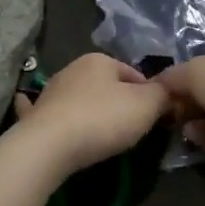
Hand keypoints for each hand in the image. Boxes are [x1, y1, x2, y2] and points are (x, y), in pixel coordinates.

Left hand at [14, 53, 170, 173]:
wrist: (50, 145)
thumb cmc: (103, 119)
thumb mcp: (147, 105)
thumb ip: (162, 95)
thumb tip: (168, 93)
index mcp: (100, 60)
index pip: (134, 74)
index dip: (149, 95)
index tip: (156, 118)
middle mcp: (73, 69)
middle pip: (106, 86)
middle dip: (120, 103)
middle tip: (133, 131)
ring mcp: (51, 92)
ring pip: (80, 99)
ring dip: (91, 111)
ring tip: (104, 137)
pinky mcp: (36, 115)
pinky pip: (50, 113)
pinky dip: (56, 116)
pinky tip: (61, 126)